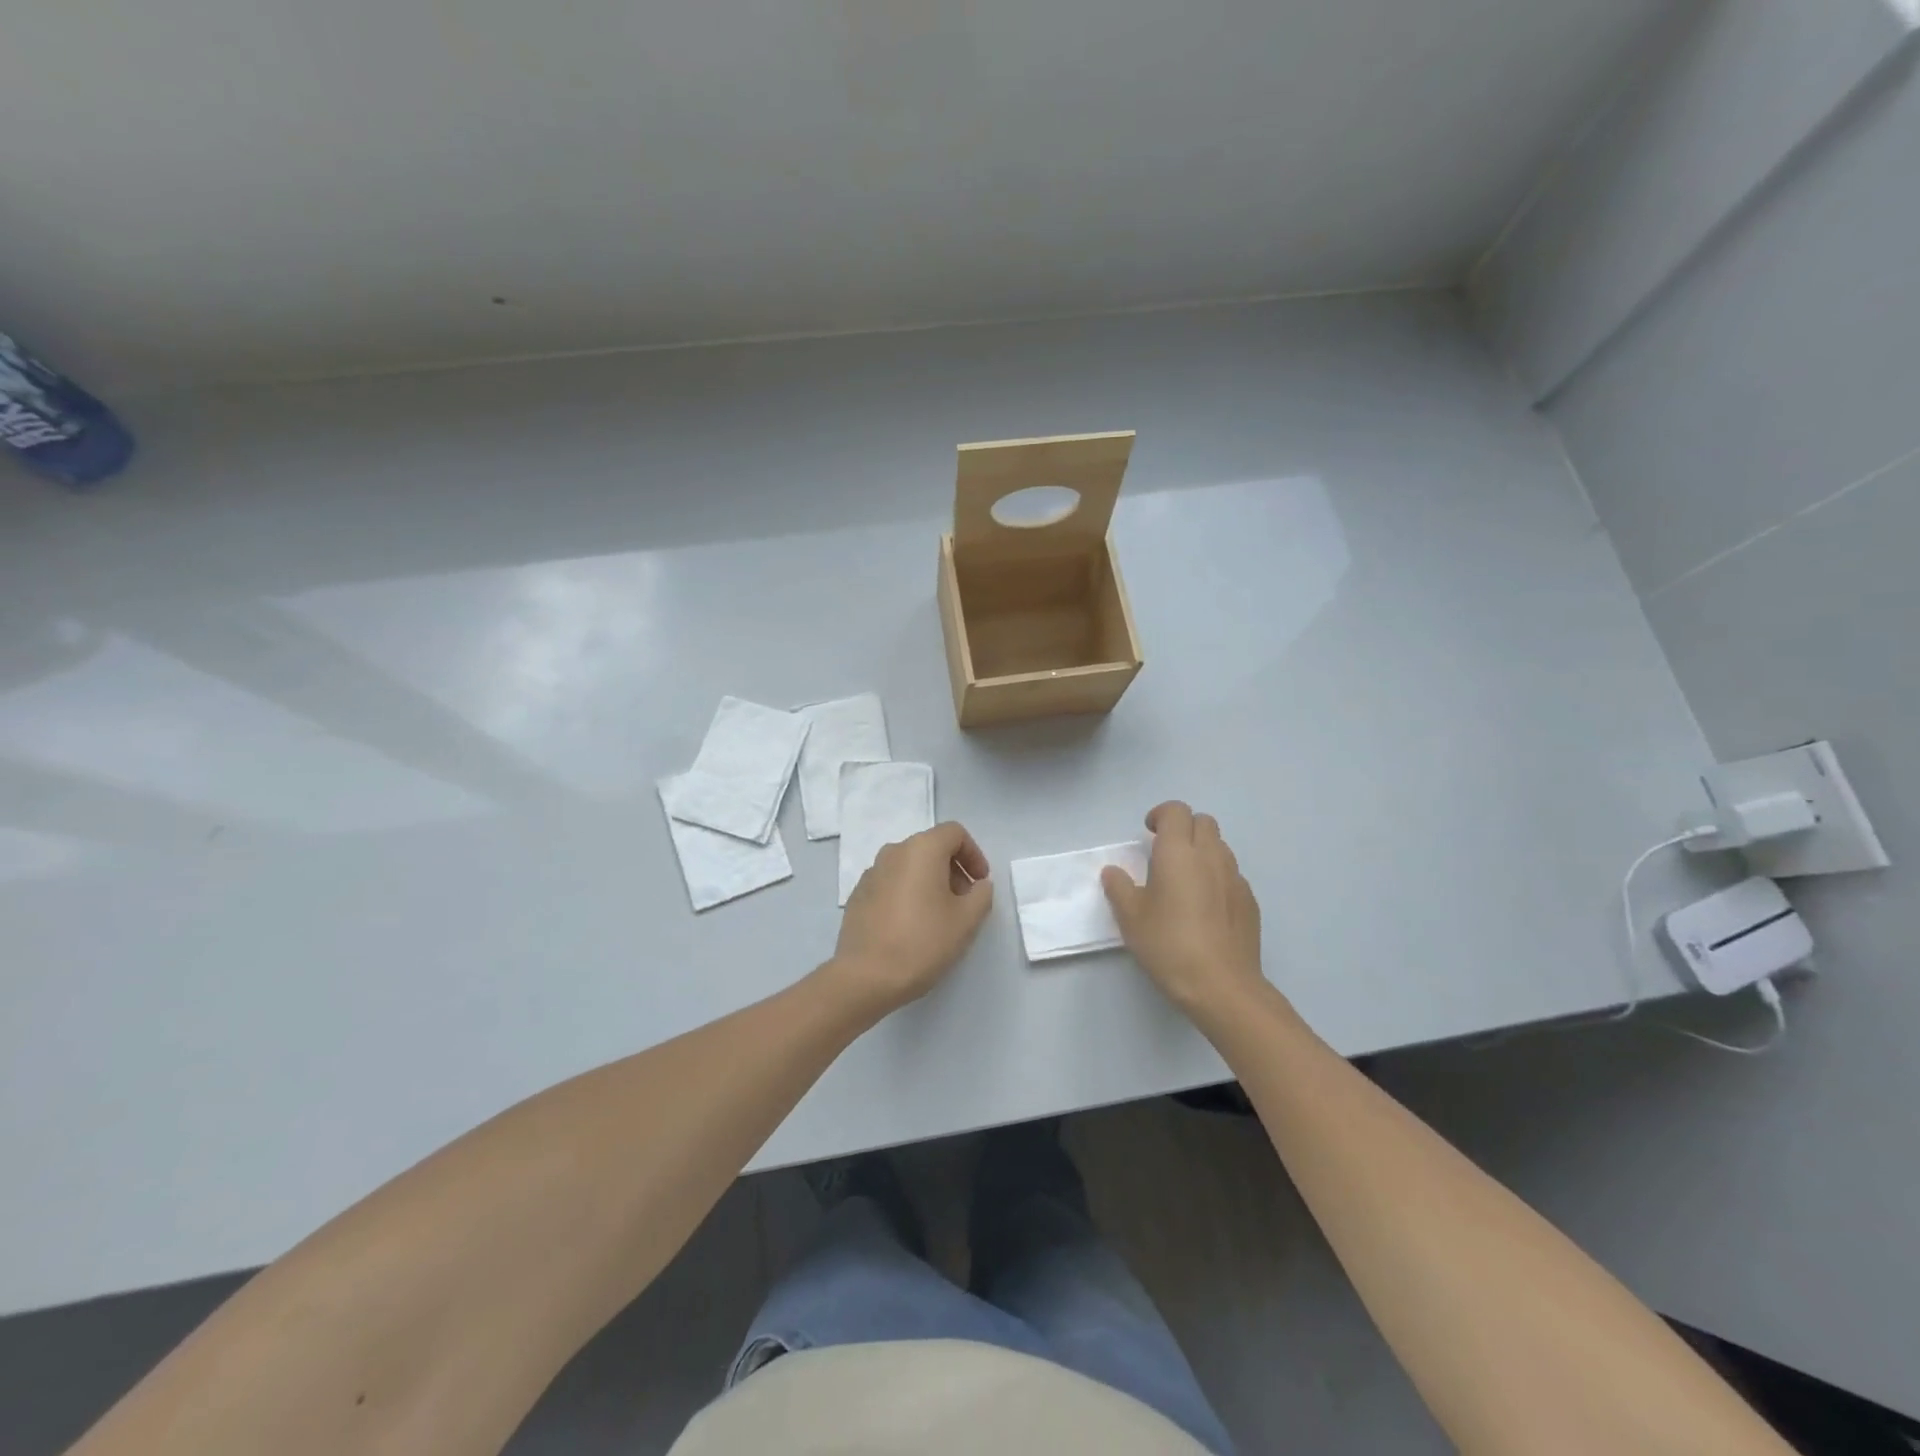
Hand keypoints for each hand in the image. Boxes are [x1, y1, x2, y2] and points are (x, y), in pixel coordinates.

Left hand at [830, 822, 993, 1015]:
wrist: (865, 976)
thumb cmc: (922, 942)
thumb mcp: (966, 920)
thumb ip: (981, 895)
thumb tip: (977, 885)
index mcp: (921, 849)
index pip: (954, 833)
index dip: (974, 854)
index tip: (980, 882)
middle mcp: (893, 852)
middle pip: (931, 847)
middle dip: (953, 869)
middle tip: (964, 902)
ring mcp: (871, 873)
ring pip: (909, 866)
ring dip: (930, 882)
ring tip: (939, 916)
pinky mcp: (858, 895)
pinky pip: (891, 883)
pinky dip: (907, 893)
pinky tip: (911, 926)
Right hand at [1102, 801, 1265, 1017]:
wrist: (1222, 985)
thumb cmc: (1169, 945)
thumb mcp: (1131, 918)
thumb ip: (1119, 888)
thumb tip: (1113, 872)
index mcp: (1178, 852)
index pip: (1176, 811)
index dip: (1161, 815)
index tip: (1148, 833)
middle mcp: (1211, 856)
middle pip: (1203, 822)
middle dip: (1184, 828)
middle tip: (1165, 853)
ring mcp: (1235, 878)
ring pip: (1220, 847)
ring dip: (1202, 851)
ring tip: (1185, 880)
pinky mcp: (1250, 901)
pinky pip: (1231, 875)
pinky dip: (1217, 877)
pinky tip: (1205, 907)